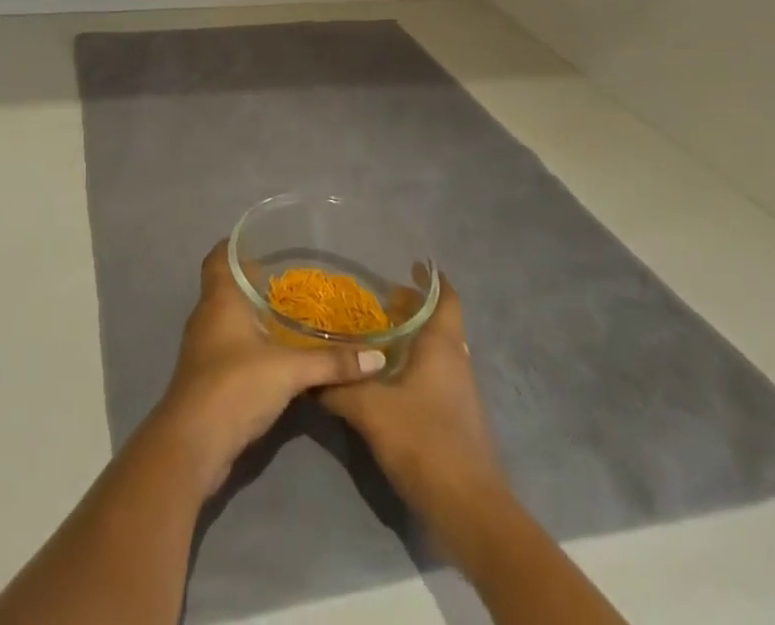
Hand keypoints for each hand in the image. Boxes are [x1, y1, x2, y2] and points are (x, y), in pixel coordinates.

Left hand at [143, 243, 386, 498]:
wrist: (194, 443)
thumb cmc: (235, 385)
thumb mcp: (289, 371)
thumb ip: (331, 363)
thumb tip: (377, 357)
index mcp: (220, 298)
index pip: (219, 256)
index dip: (236, 245)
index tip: (263, 242)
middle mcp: (207, 314)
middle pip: (226, 285)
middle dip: (253, 281)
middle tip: (289, 278)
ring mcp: (203, 346)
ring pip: (228, 317)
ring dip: (252, 314)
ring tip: (288, 313)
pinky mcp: (207, 375)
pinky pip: (229, 344)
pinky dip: (250, 342)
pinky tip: (275, 353)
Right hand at [318, 275, 507, 518]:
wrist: (469, 511)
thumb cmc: (424, 442)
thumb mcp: (370, 410)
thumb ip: (337, 387)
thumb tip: (305, 372)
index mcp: (442, 347)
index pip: (446, 298)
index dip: (431, 279)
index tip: (409, 263)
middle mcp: (455, 362)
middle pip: (438, 323)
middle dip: (411, 309)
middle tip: (377, 299)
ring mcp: (459, 393)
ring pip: (435, 351)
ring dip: (411, 339)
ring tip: (374, 334)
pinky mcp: (455, 419)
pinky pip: (433, 377)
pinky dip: (412, 366)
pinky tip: (384, 378)